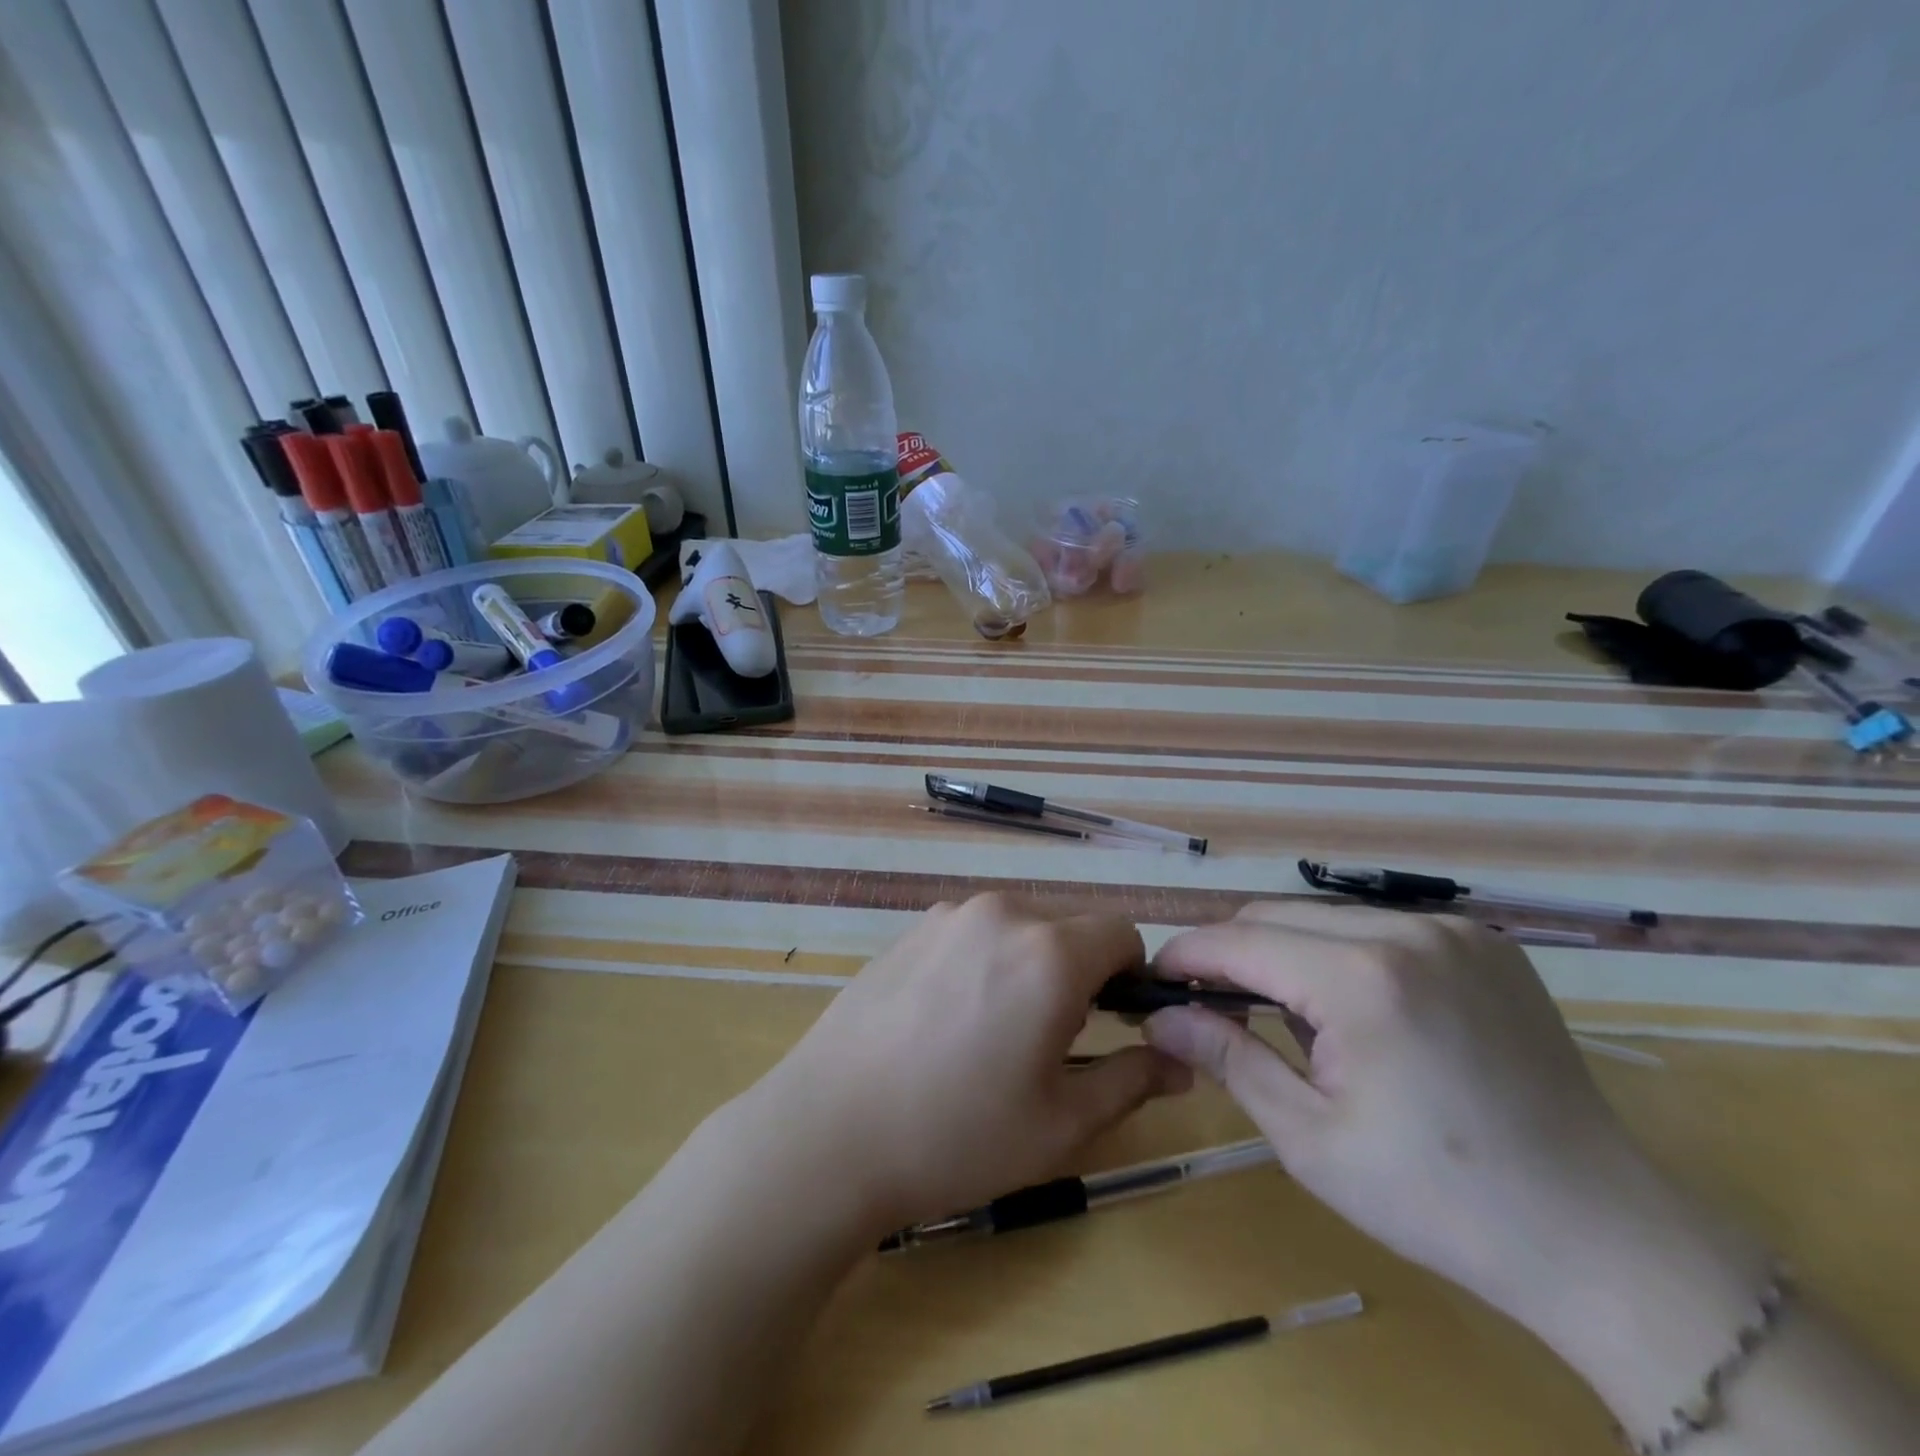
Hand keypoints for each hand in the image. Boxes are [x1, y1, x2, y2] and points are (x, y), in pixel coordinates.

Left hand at [742, 894, 1189, 1234]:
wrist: (828, 1132)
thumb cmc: (957, 1135)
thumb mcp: (1062, 1124)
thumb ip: (1132, 1081)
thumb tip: (1179, 1061)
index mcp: (1049, 951)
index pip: (1122, 932)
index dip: (1131, 977)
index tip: (1114, 1024)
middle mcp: (1000, 913)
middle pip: (1069, 927)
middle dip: (1080, 973)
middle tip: (1052, 1042)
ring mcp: (947, 916)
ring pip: (1019, 928)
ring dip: (1029, 966)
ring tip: (994, 1035)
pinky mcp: (909, 929)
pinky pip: (972, 933)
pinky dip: (984, 962)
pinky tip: (947, 1022)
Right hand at [1141, 902, 1766, 1405]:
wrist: (1601, 1236)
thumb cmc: (1438, 1198)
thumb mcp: (1310, 1139)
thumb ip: (1227, 1058)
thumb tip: (1158, 1017)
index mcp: (1360, 978)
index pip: (1236, 941)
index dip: (1184, 957)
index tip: (1154, 983)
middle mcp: (1405, 930)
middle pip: (1275, 916)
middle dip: (1231, 955)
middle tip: (1215, 1009)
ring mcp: (1452, 929)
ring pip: (1325, 917)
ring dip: (1288, 954)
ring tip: (1296, 1020)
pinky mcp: (1484, 941)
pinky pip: (1380, 927)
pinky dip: (1345, 954)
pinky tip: (1363, 1012)